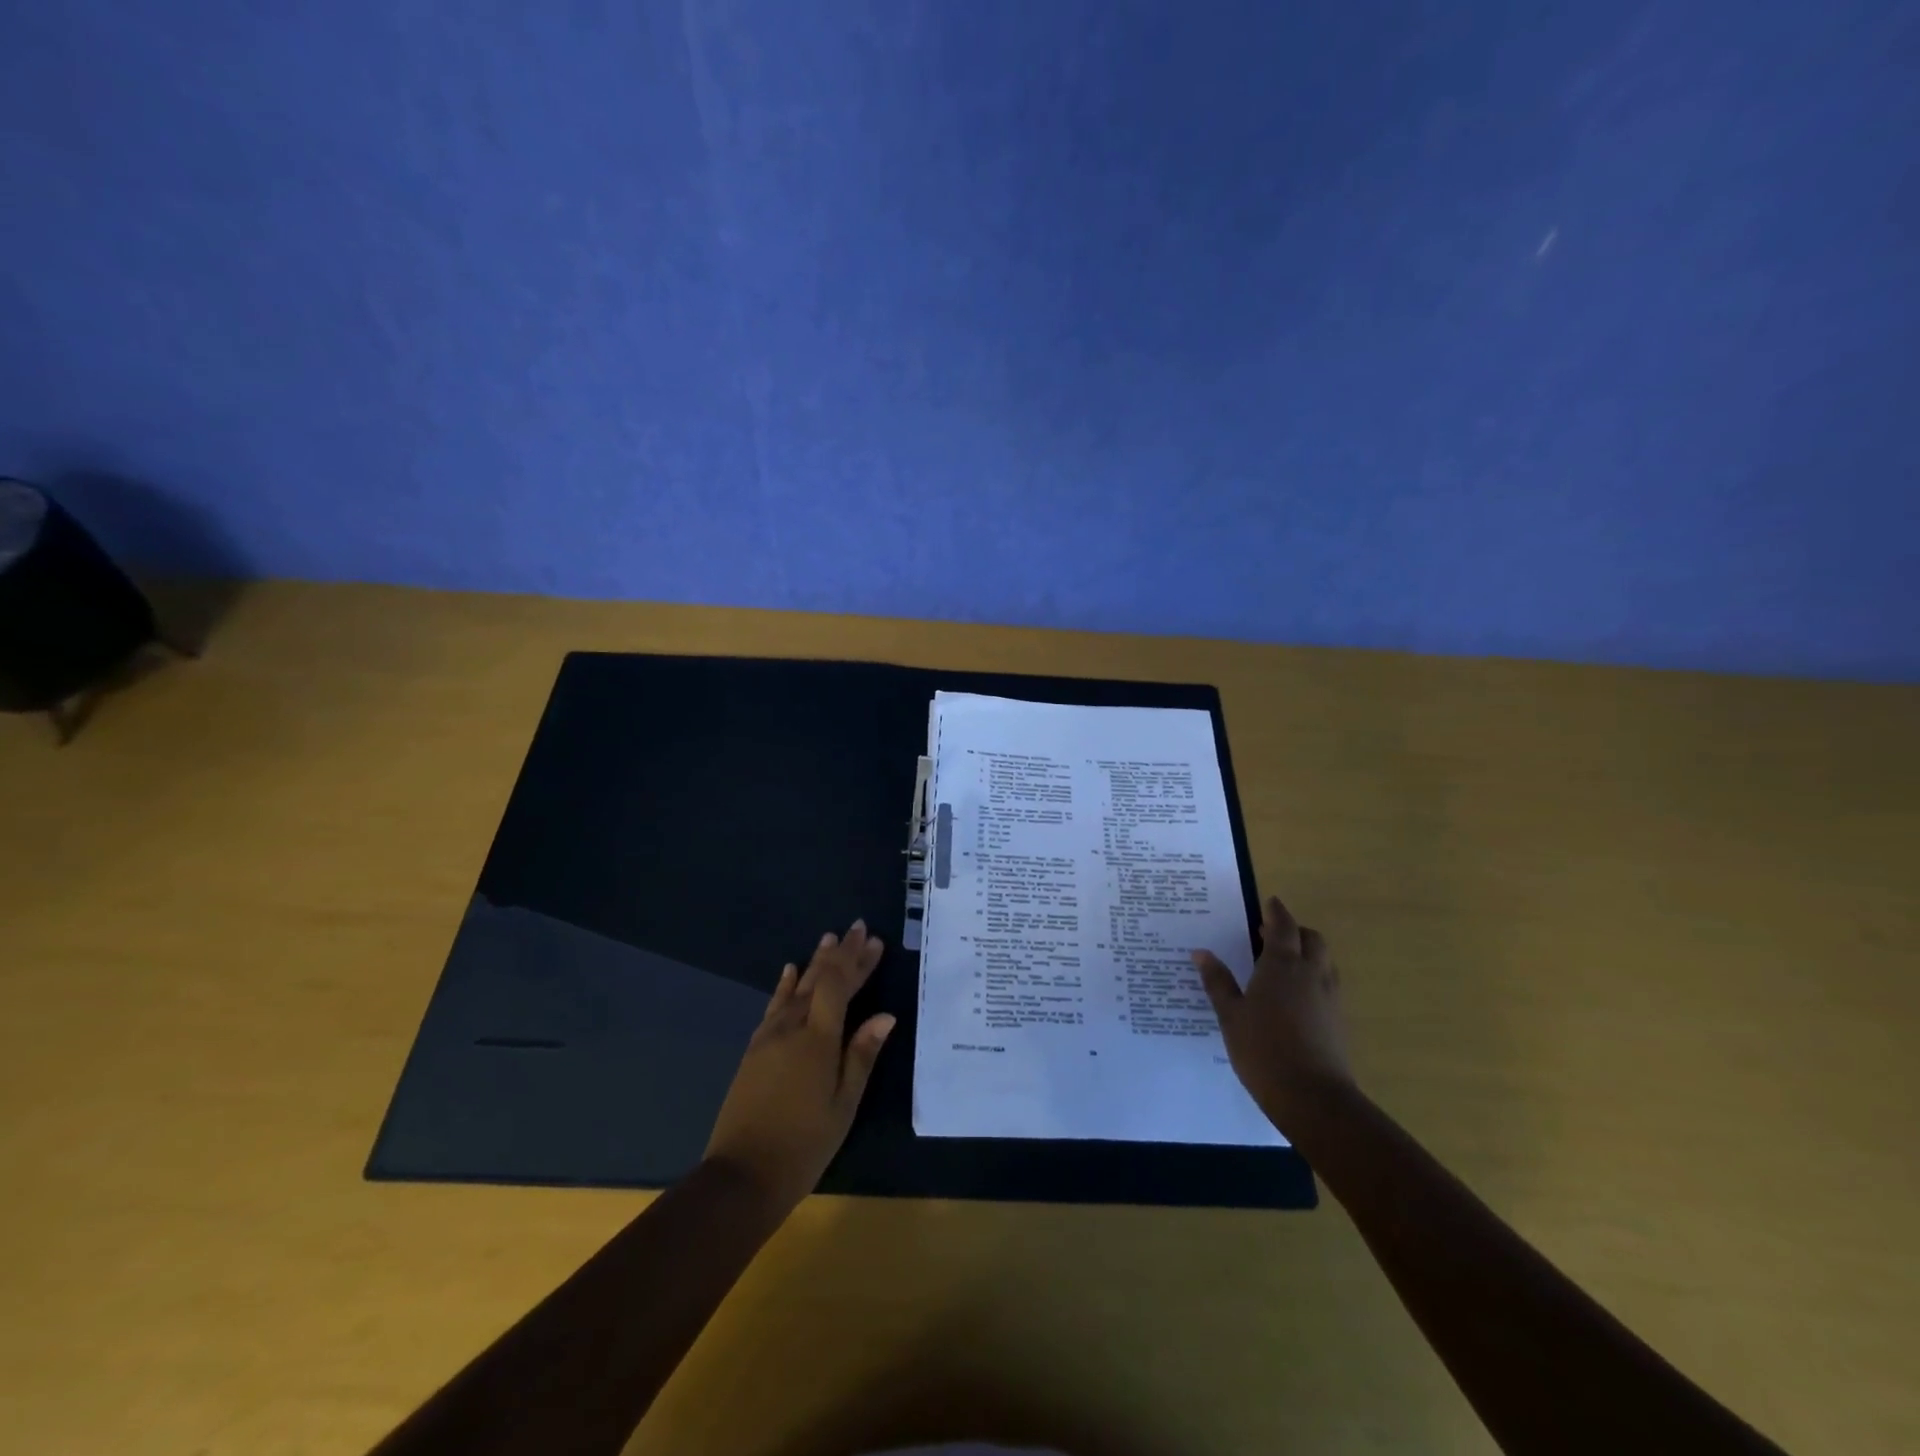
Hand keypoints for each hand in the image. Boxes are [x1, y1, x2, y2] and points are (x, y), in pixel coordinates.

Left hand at [703, 919, 895, 1214]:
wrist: (742, 1176)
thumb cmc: (804, 1145)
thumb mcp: (843, 1105)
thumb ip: (861, 1056)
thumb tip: (885, 1016)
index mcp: (818, 1040)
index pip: (838, 986)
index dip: (856, 961)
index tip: (873, 939)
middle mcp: (791, 1028)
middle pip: (818, 980)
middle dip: (840, 954)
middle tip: (858, 928)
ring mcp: (768, 1038)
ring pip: (795, 989)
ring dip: (813, 962)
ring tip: (828, 939)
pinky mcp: (754, 1050)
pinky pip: (773, 1007)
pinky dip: (784, 986)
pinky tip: (789, 972)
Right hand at [1191, 895, 1354, 1129]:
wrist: (1313, 1098)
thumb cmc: (1263, 1049)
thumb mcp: (1231, 1015)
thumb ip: (1218, 981)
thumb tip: (1202, 952)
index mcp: (1282, 965)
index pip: (1283, 927)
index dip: (1277, 912)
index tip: (1270, 901)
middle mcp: (1311, 974)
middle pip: (1312, 939)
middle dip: (1295, 931)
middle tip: (1272, 935)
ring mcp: (1330, 998)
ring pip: (1325, 962)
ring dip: (1308, 953)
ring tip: (1284, 964)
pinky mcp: (1339, 1021)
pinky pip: (1328, 985)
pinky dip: (1314, 978)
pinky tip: (1296, 997)